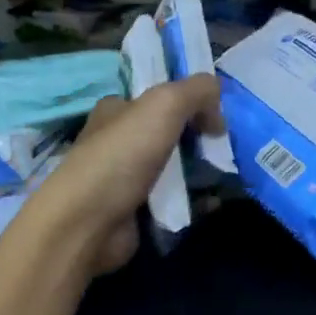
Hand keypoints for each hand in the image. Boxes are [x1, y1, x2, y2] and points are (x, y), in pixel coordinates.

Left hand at [29, 75, 224, 275]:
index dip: (191, 101)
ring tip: (226, 176)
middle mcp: (119, 141)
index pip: (159, 97)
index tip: (217, 116)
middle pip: (170, 132)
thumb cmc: (122, 156)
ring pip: (175, 167)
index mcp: (116, 110)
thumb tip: (218, 101)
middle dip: (200, 138)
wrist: (88, 224)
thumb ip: (197, 90)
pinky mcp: (136, 211)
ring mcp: (126, 178)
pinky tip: (214, 201)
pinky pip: (174, 200)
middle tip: (225, 148)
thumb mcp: (164, 105)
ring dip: (202, 171)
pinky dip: (195, 201)